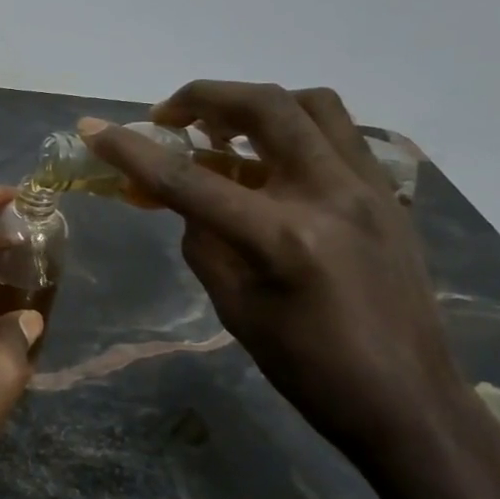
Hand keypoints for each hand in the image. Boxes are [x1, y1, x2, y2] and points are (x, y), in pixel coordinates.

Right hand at [81, 83, 480, 464]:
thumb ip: (204, 242)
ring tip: (223, 130)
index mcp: (281, 237)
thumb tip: (187, 201)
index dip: (131, 151)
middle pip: (263, 108)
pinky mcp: (388, 194)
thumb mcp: (235, 308)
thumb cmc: (309, 368)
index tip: (92, 130)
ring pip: (310, 105)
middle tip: (169, 116)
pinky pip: (338, 134)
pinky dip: (294, 129)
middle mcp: (329, 194)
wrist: (408, 400)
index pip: (188, 179)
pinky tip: (270, 161)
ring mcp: (369, 188)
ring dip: (256, 104)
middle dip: (203, 98)